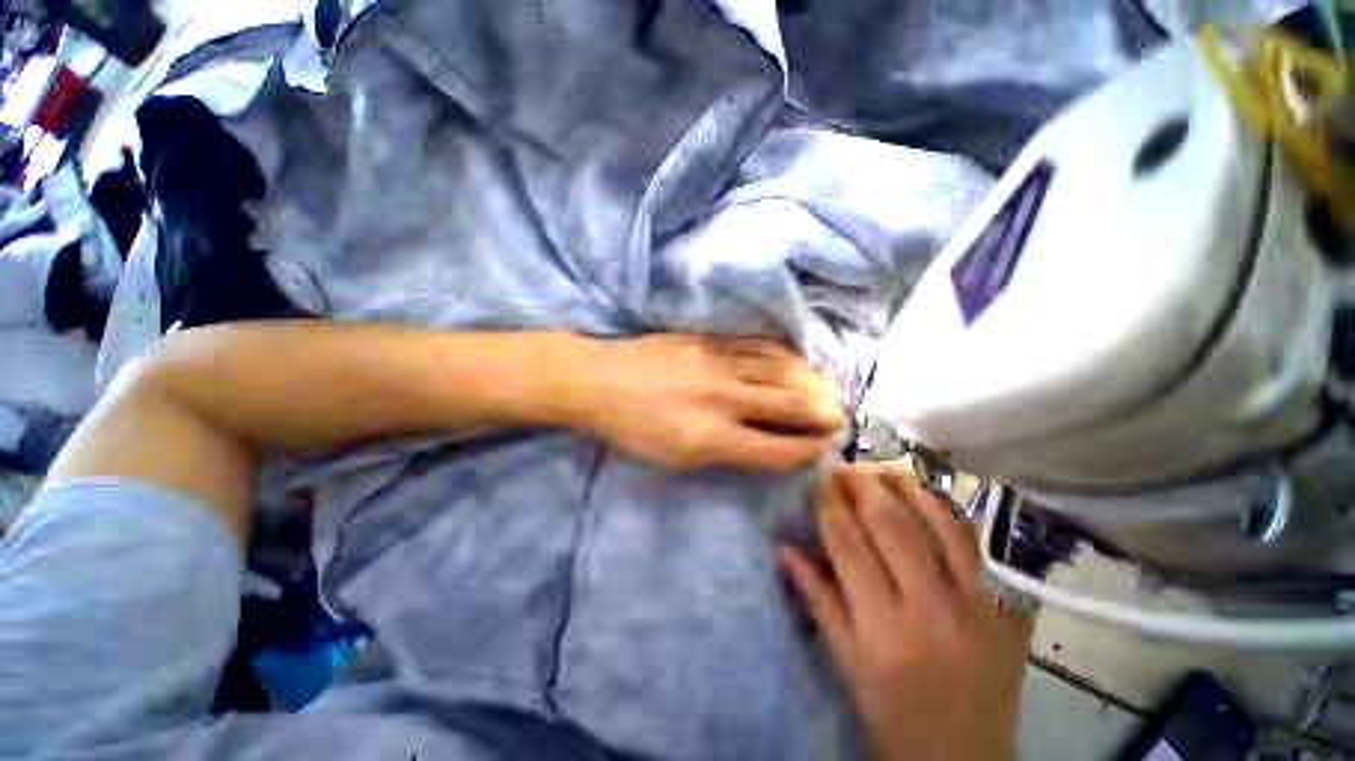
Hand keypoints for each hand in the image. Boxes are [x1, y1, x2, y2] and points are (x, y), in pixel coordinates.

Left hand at [571, 334, 841, 470]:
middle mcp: (722, 398)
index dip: (808, 451)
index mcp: (710, 438)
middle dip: (824, 413)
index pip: (779, 450)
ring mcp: (717, 362)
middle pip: (791, 404)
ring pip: (781, 368)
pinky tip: (797, 361)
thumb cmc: (632, 429)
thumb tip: (770, 444)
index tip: (823, 448)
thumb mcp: (675, 458)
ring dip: (812, 381)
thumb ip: (727, 451)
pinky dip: (785, 355)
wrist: (597, 380)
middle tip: (840, 416)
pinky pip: (758, 345)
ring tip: (828, 389)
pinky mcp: (708, 339)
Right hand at [780, 464, 1031, 760]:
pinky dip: (947, 511)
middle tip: (842, 465)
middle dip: (861, 484)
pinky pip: (976, 543)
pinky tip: (925, 496)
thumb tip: (783, 547)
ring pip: (940, 523)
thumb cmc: (894, 718)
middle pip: (892, 525)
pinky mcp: (1007, 608)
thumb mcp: (846, 666)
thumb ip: (816, 600)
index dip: (829, 503)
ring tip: (880, 469)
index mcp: (885, 631)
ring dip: (906, 487)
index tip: (817, 477)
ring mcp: (979, 606)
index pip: (849, 545)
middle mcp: (933, 610)